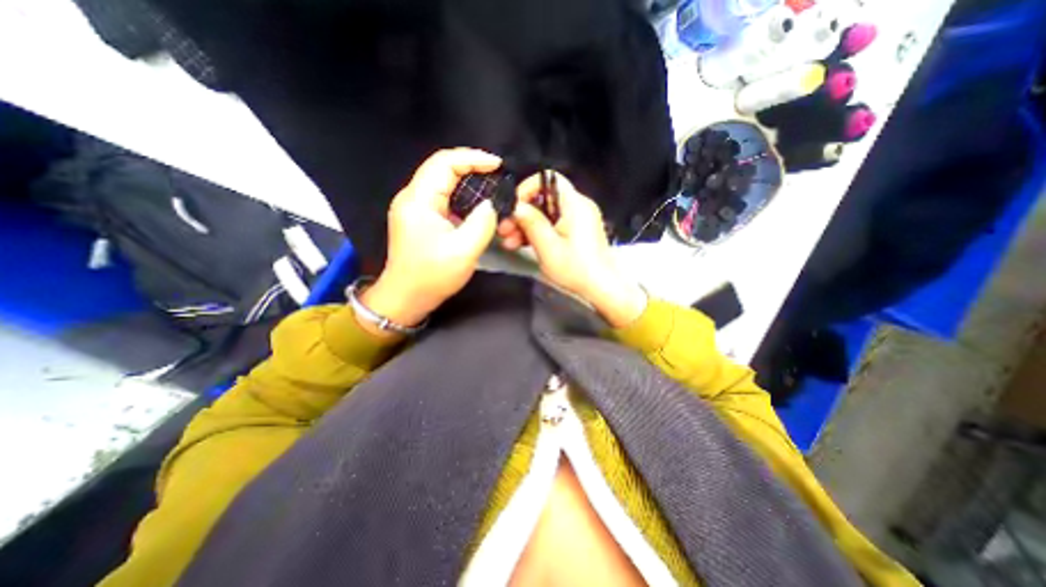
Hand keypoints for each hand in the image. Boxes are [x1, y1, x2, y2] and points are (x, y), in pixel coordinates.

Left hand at [359, 147, 502, 334]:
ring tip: (490, 183)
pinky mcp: (418, 218)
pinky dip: (460, 193)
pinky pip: (441, 196)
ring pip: (441, 180)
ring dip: (465, 178)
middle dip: (470, 165)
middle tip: (497, 173)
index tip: (497, 165)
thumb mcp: (464, 251)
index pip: (444, 163)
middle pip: (441, 167)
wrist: (405, 297)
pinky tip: (475, 201)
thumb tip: (492, 204)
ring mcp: (413, 207)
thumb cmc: (432, 276)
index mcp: (419, 200)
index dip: (472, 158)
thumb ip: (482, 223)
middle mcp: (412, 197)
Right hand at [510, 174, 646, 328]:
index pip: (549, 179)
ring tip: (508, 242)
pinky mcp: (575, 232)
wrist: (601, 289)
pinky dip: (537, 232)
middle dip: (522, 213)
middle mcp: (578, 207)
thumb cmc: (576, 269)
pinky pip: (553, 224)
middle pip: (544, 199)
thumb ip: (531, 223)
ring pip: (546, 213)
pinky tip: (520, 245)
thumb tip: (515, 206)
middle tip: (504, 230)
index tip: (513, 208)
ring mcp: (577, 220)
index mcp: (575, 204)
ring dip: (526, 225)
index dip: (527, 189)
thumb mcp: (548, 247)